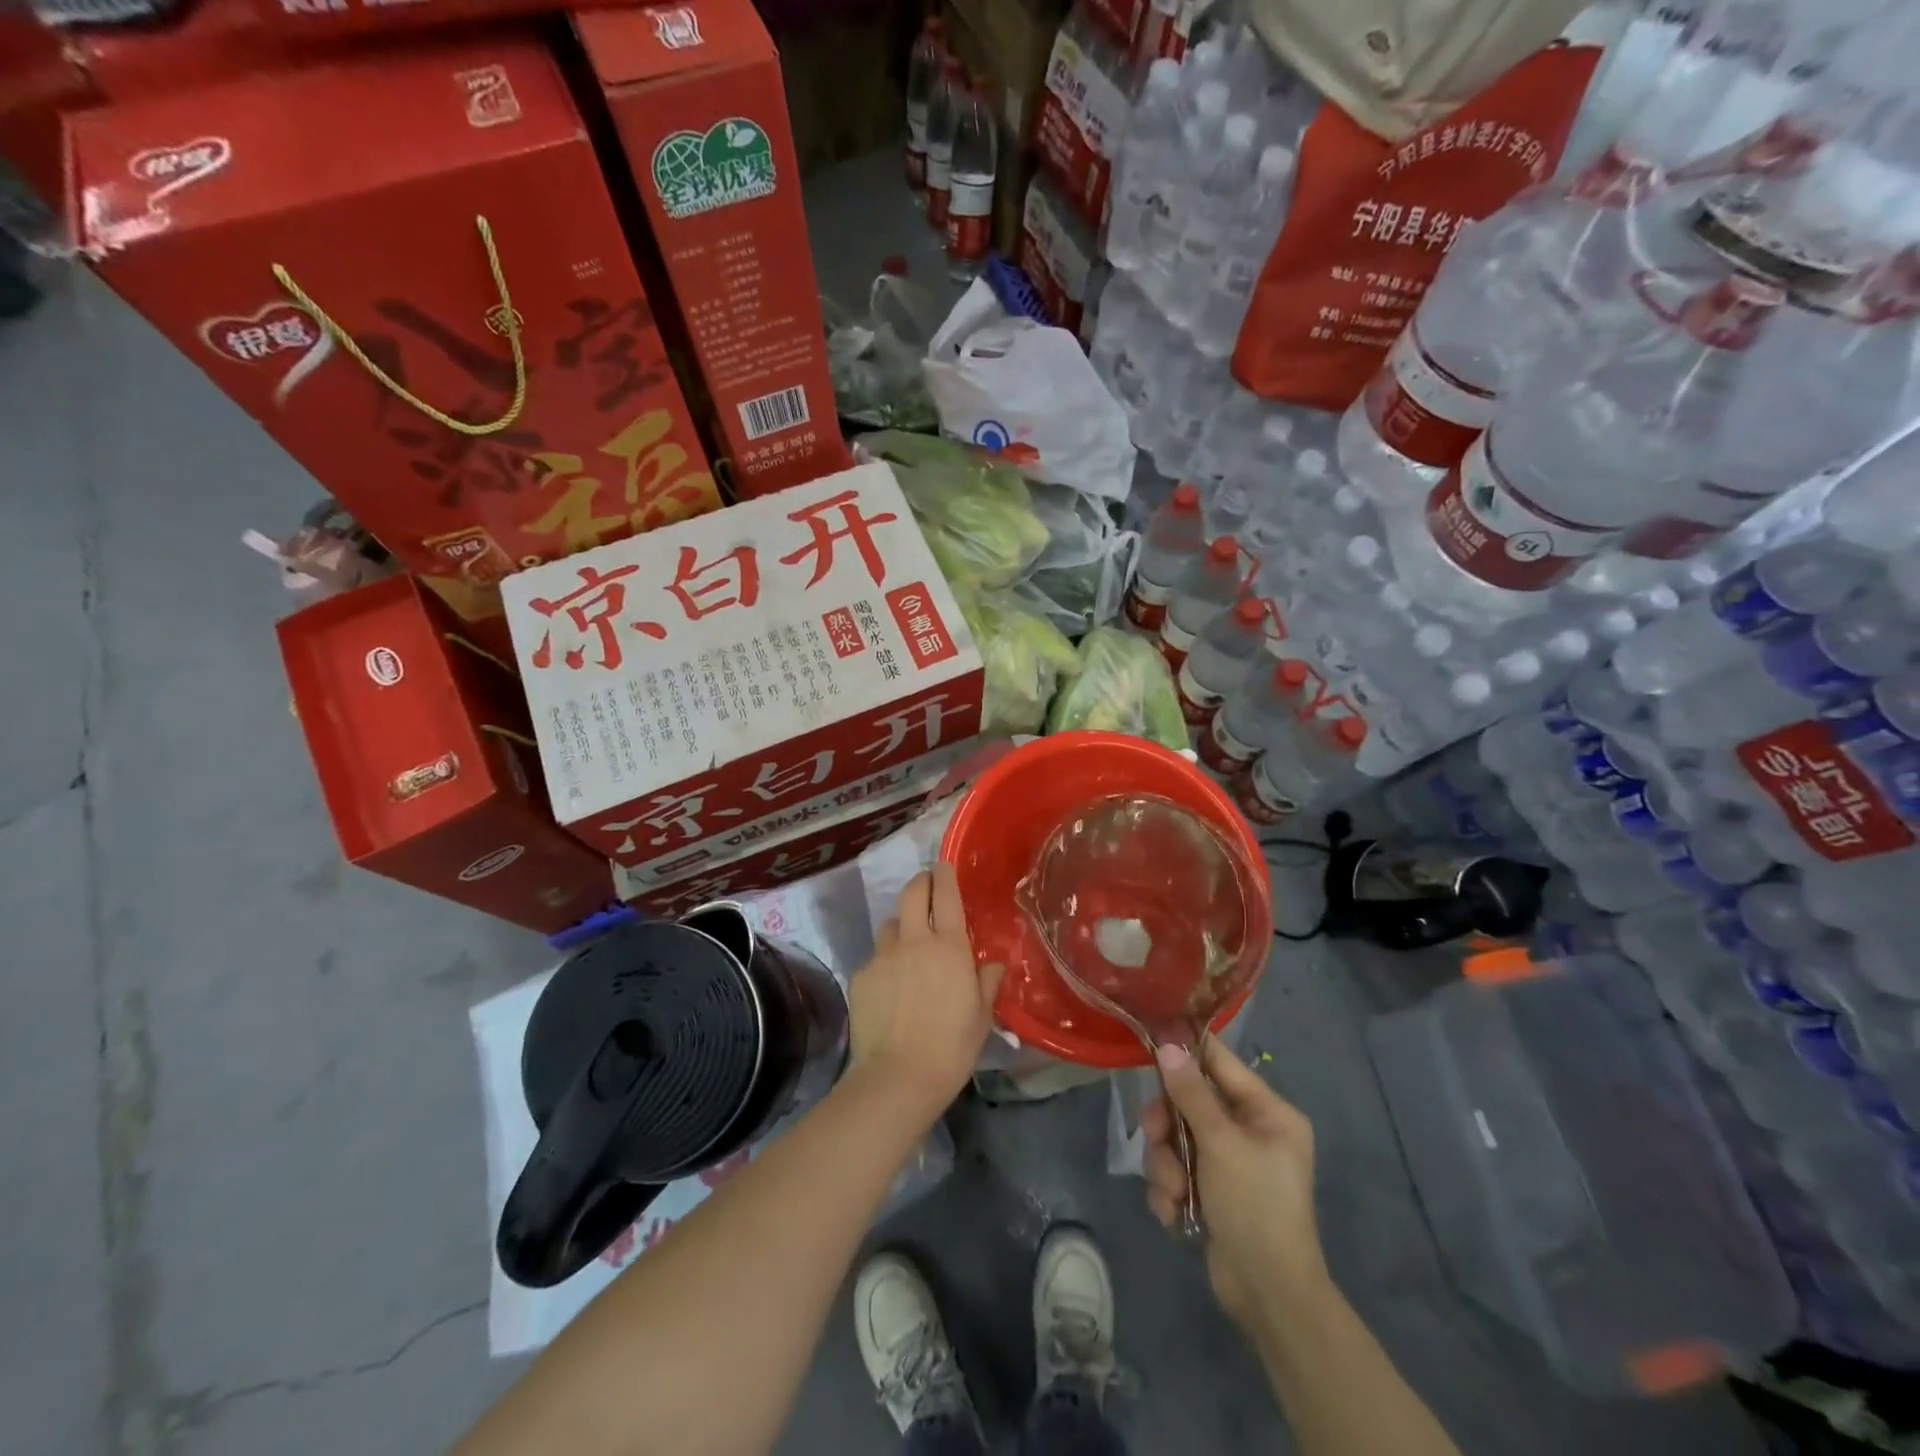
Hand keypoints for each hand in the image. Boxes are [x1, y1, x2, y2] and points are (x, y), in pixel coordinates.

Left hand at [846, 863, 1004, 1119]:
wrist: (898, 1078)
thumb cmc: (951, 1047)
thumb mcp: (981, 1016)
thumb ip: (987, 983)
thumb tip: (993, 965)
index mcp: (949, 946)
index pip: (945, 894)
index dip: (944, 874)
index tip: (944, 866)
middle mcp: (914, 941)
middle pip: (912, 893)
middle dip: (920, 883)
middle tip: (927, 887)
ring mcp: (882, 957)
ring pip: (890, 925)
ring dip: (901, 927)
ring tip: (908, 948)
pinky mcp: (860, 976)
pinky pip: (875, 959)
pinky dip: (884, 965)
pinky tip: (890, 991)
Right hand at [1142, 1040, 1329, 1329]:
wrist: (1269, 1296)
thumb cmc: (1255, 1206)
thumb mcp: (1221, 1143)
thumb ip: (1190, 1093)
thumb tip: (1168, 1045)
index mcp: (1267, 1112)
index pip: (1220, 1063)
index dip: (1187, 1050)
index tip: (1152, 1038)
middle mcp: (1249, 1131)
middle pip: (1188, 1102)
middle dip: (1168, 1127)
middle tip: (1156, 1139)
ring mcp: (1228, 1162)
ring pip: (1175, 1139)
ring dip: (1165, 1165)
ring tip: (1174, 1192)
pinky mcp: (1210, 1191)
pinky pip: (1175, 1170)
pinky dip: (1169, 1190)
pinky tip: (1175, 1213)